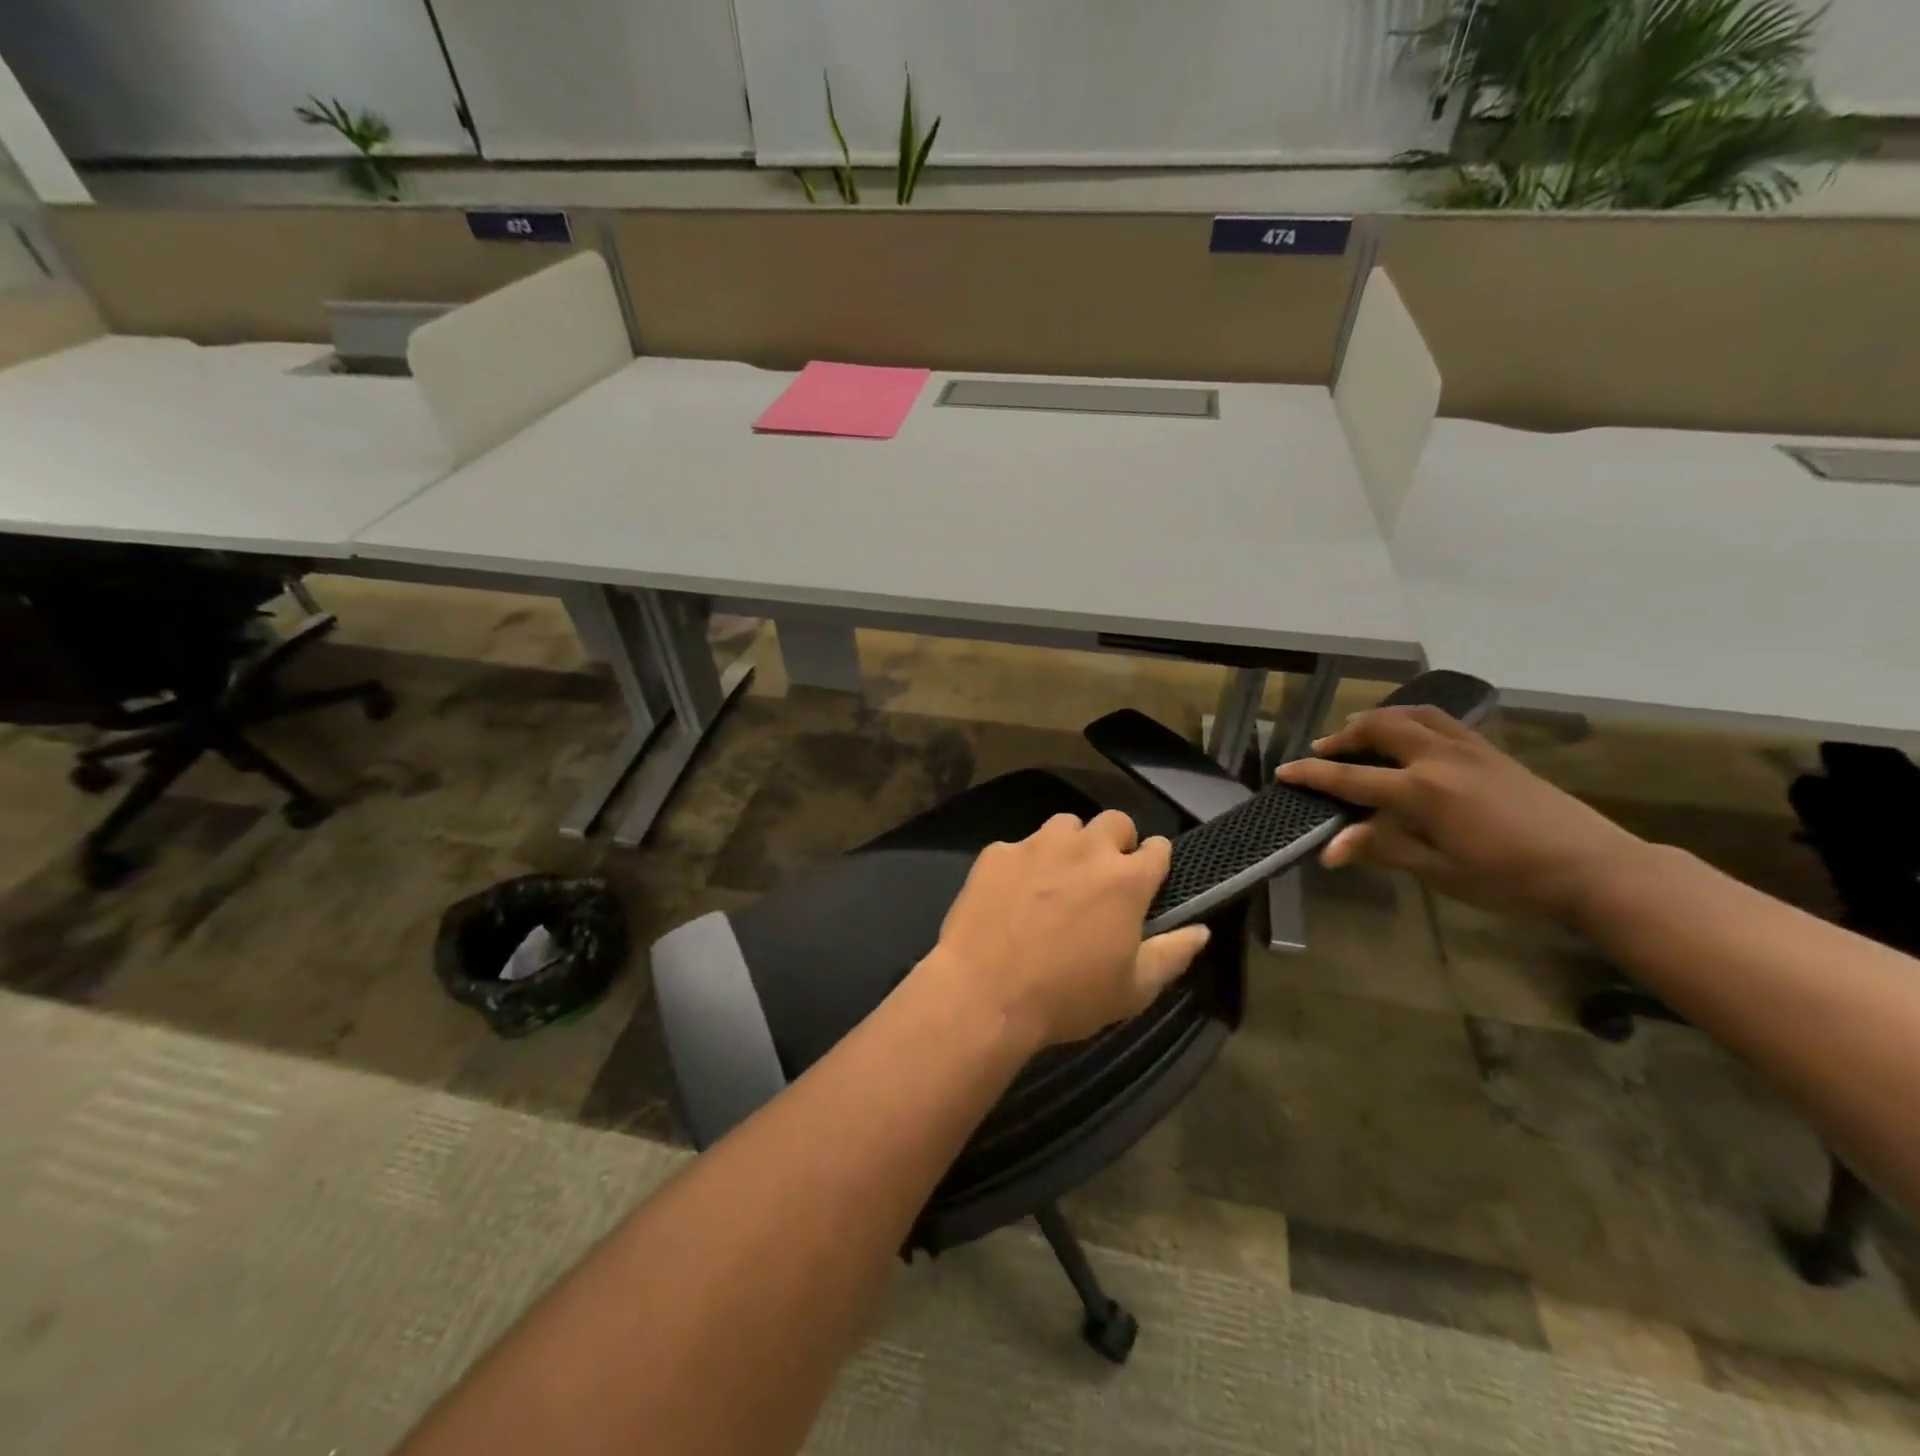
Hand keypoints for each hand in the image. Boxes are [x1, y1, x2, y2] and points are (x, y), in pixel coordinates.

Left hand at [926, 811, 1211, 1049]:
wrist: (984, 992)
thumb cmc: (1067, 996)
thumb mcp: (1133, 990)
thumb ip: (1173, 954)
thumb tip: (1201, 929)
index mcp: (1126, 879)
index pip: (1158, 847)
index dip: (1155, 861)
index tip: (1148, 879)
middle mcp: (1085, 849)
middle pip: (1114, 821)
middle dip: (1117, 842)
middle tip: (1104, 877)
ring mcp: (1037, 845)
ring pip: (1065, 825)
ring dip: (1070, 845)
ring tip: (1057, 879)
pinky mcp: (997, 852)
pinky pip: (1019, 846)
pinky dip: (1023, 863)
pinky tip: (1012, 895)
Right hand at [1275, 705, 1649, 926]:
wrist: (1596, 869)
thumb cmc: (1511, 880)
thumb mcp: (1440, 871)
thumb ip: (1383, 848)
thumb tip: (1330, 849)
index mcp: (1422, 791)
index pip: (1351, 777)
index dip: (1313, 774)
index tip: (1284, 771)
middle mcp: (1440, 759)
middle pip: (1380, 728)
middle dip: (1345, 736)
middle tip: (1324, 751)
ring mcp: (1470, 749)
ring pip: (1413, 714)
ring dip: (1379, 718)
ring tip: (1362, 732)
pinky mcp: (1493, 751)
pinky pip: (1442, 721)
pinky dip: (1413, 719)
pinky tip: (1413, 737)